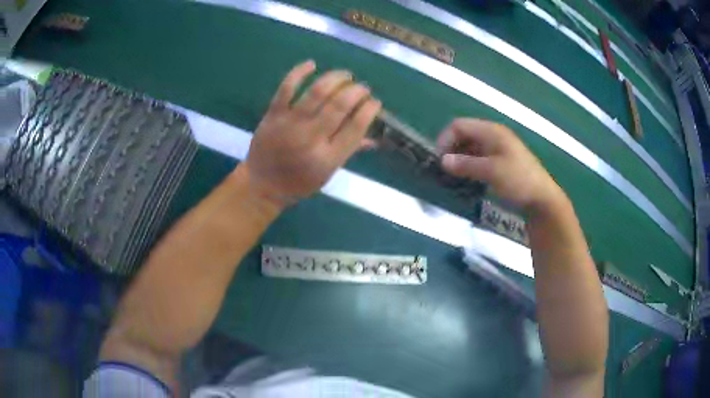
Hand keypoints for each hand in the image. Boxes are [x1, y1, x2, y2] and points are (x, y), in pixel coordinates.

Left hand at [244, 61, 381, 206]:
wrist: (261, 184)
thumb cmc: (298, 182)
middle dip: (357, 91)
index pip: (356, 127)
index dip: (370, 110)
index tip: (375, 102)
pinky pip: (286, 88)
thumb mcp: (327, 173)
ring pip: (317, 92)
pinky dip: (299, 72)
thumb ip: (349, 152)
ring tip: (346, 75)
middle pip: (340, 105)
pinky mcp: (274, 114)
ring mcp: (290, 124)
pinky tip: (311, 64)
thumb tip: (374, 137)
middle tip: (362, 88)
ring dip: (336, 78)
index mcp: (328, 157)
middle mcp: (311, 138)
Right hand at [437, 119, 564, 213]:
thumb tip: (442, 160)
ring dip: (460, 158)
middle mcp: (493, 135)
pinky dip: (469, 165)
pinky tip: (467, 178)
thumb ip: (466, 164)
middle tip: (445, 169)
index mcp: (491, 131)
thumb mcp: (491, 172)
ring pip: (470, 147)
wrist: (541, 197)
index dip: (445, 139)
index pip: (459, 125)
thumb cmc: (518, 180)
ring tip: (453, 176)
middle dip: (451, 149)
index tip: (439, 160)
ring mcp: (497, 147)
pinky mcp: (500, 160)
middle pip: (464, 134)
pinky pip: (478, 157)